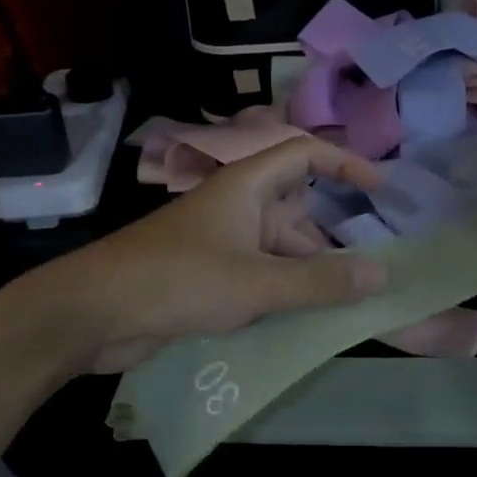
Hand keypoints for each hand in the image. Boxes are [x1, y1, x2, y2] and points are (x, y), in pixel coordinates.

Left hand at [39, 137, 386, 372]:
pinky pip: (261, 278)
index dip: (344, 165)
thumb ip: (319, 281)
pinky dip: (285, 293)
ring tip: (352, 303)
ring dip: (311, 274)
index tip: (381, 189)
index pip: (304, 156)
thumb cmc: (177, 280)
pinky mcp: (209, 278)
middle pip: (298, 213)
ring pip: (280, 251)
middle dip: (334, 239)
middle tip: (376, 271)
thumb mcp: (256, 281)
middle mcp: (237, 209)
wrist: (93, 313)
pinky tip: (309, 320)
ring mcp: (222, 245)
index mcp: (245, 187)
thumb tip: (382, 273)